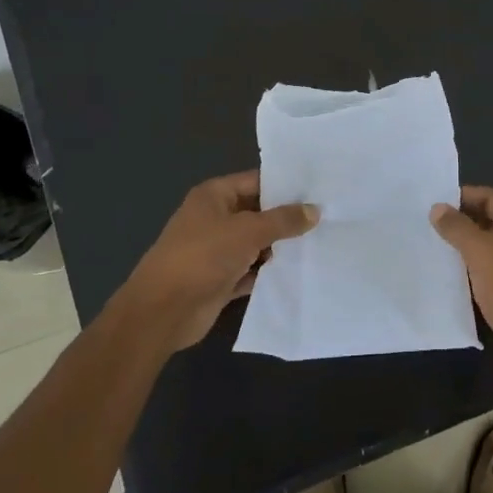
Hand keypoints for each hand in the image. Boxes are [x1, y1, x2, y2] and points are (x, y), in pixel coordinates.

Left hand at [119, 171, 317, 354]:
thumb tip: (315, 210)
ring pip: (257, 244)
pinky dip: (270, 273)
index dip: (286, 186)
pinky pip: (252, 271)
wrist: (163, 311)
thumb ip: (283, 220)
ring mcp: (217, 251)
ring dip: (281, 248)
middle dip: (288, 219)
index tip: (320, 191)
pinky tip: (300, 273)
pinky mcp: (221, 280)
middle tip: (329, 219)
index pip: (256, 182)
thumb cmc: (202, 257)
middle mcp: (215, 219)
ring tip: (322, 245)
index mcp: (214, 196)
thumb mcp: (248, 231)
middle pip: (258, 213)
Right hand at [430, 185, 492, 395]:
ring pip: (491, 249)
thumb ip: (458, 228)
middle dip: (463, 221)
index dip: (466, 196)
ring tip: (433, 246)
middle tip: (429, 223)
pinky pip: (490, 273)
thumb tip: (438, 208)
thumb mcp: (482, 252)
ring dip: (466, 247)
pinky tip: (450, 276)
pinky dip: (472, 270)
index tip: (435, 200)